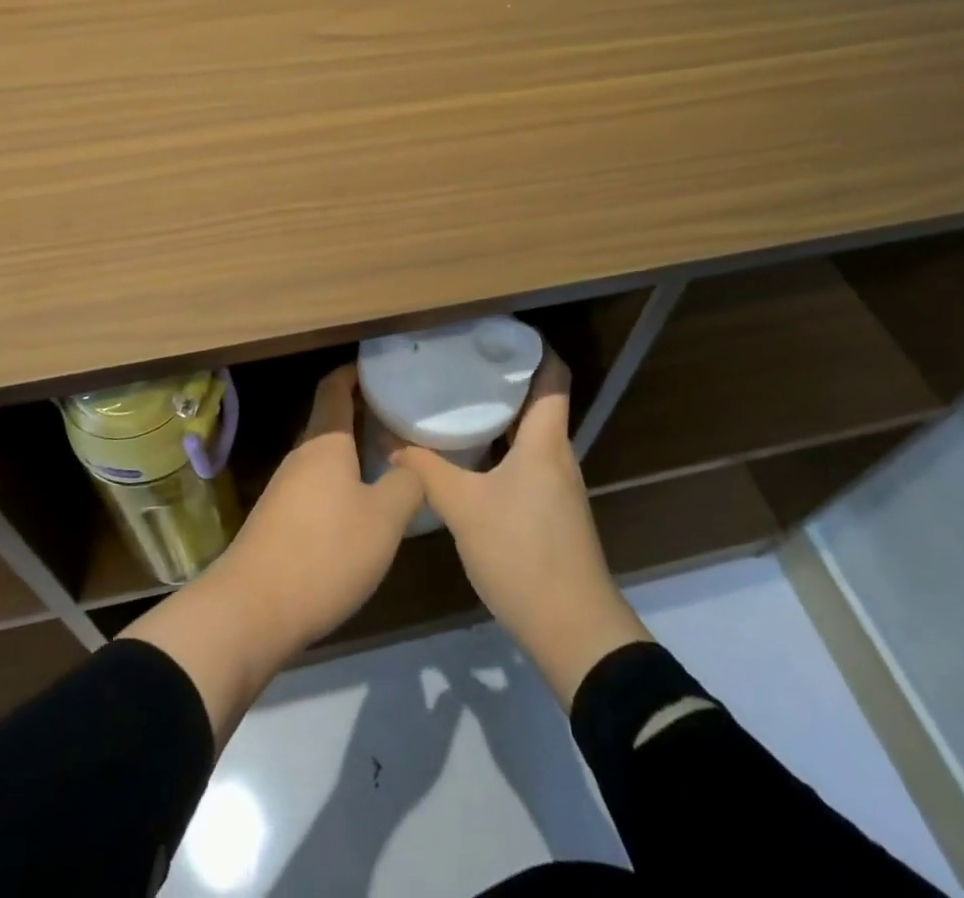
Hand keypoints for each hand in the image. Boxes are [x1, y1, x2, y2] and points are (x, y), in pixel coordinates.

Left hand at [218, 363, 425, 646]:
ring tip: (391, 462)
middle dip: (364, 415)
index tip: (382, 369)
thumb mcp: (383, 519)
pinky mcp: (279, 521)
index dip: (356, 372)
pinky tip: (362, 508)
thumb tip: (413, 463)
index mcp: (325, 442)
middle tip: (402, 419)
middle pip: (331, 421)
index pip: (335, 387)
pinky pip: (316, 486)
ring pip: (325, 457)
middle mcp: (302, 456)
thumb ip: (406, 484)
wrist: (252, 610)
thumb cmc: (325, 552)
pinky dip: (341, 483)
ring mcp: (285, 489)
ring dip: (354, 453)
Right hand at [394, 351, 648, 706]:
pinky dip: (498, 447)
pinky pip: (524, 461)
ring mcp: (556, 485)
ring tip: (454, 400)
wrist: (574, 632)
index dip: (531, 346)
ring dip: (497, 415)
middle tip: (457, 362)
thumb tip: (389, 438)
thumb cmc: (523, 554)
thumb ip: (426, 469)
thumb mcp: (464, 508)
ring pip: (528, 433)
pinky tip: (466, 454)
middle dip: (500, 378)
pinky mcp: (550, 511)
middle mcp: (557, 454)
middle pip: (536, 400)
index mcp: (545, 440)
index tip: (493, 330)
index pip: (553, 374)